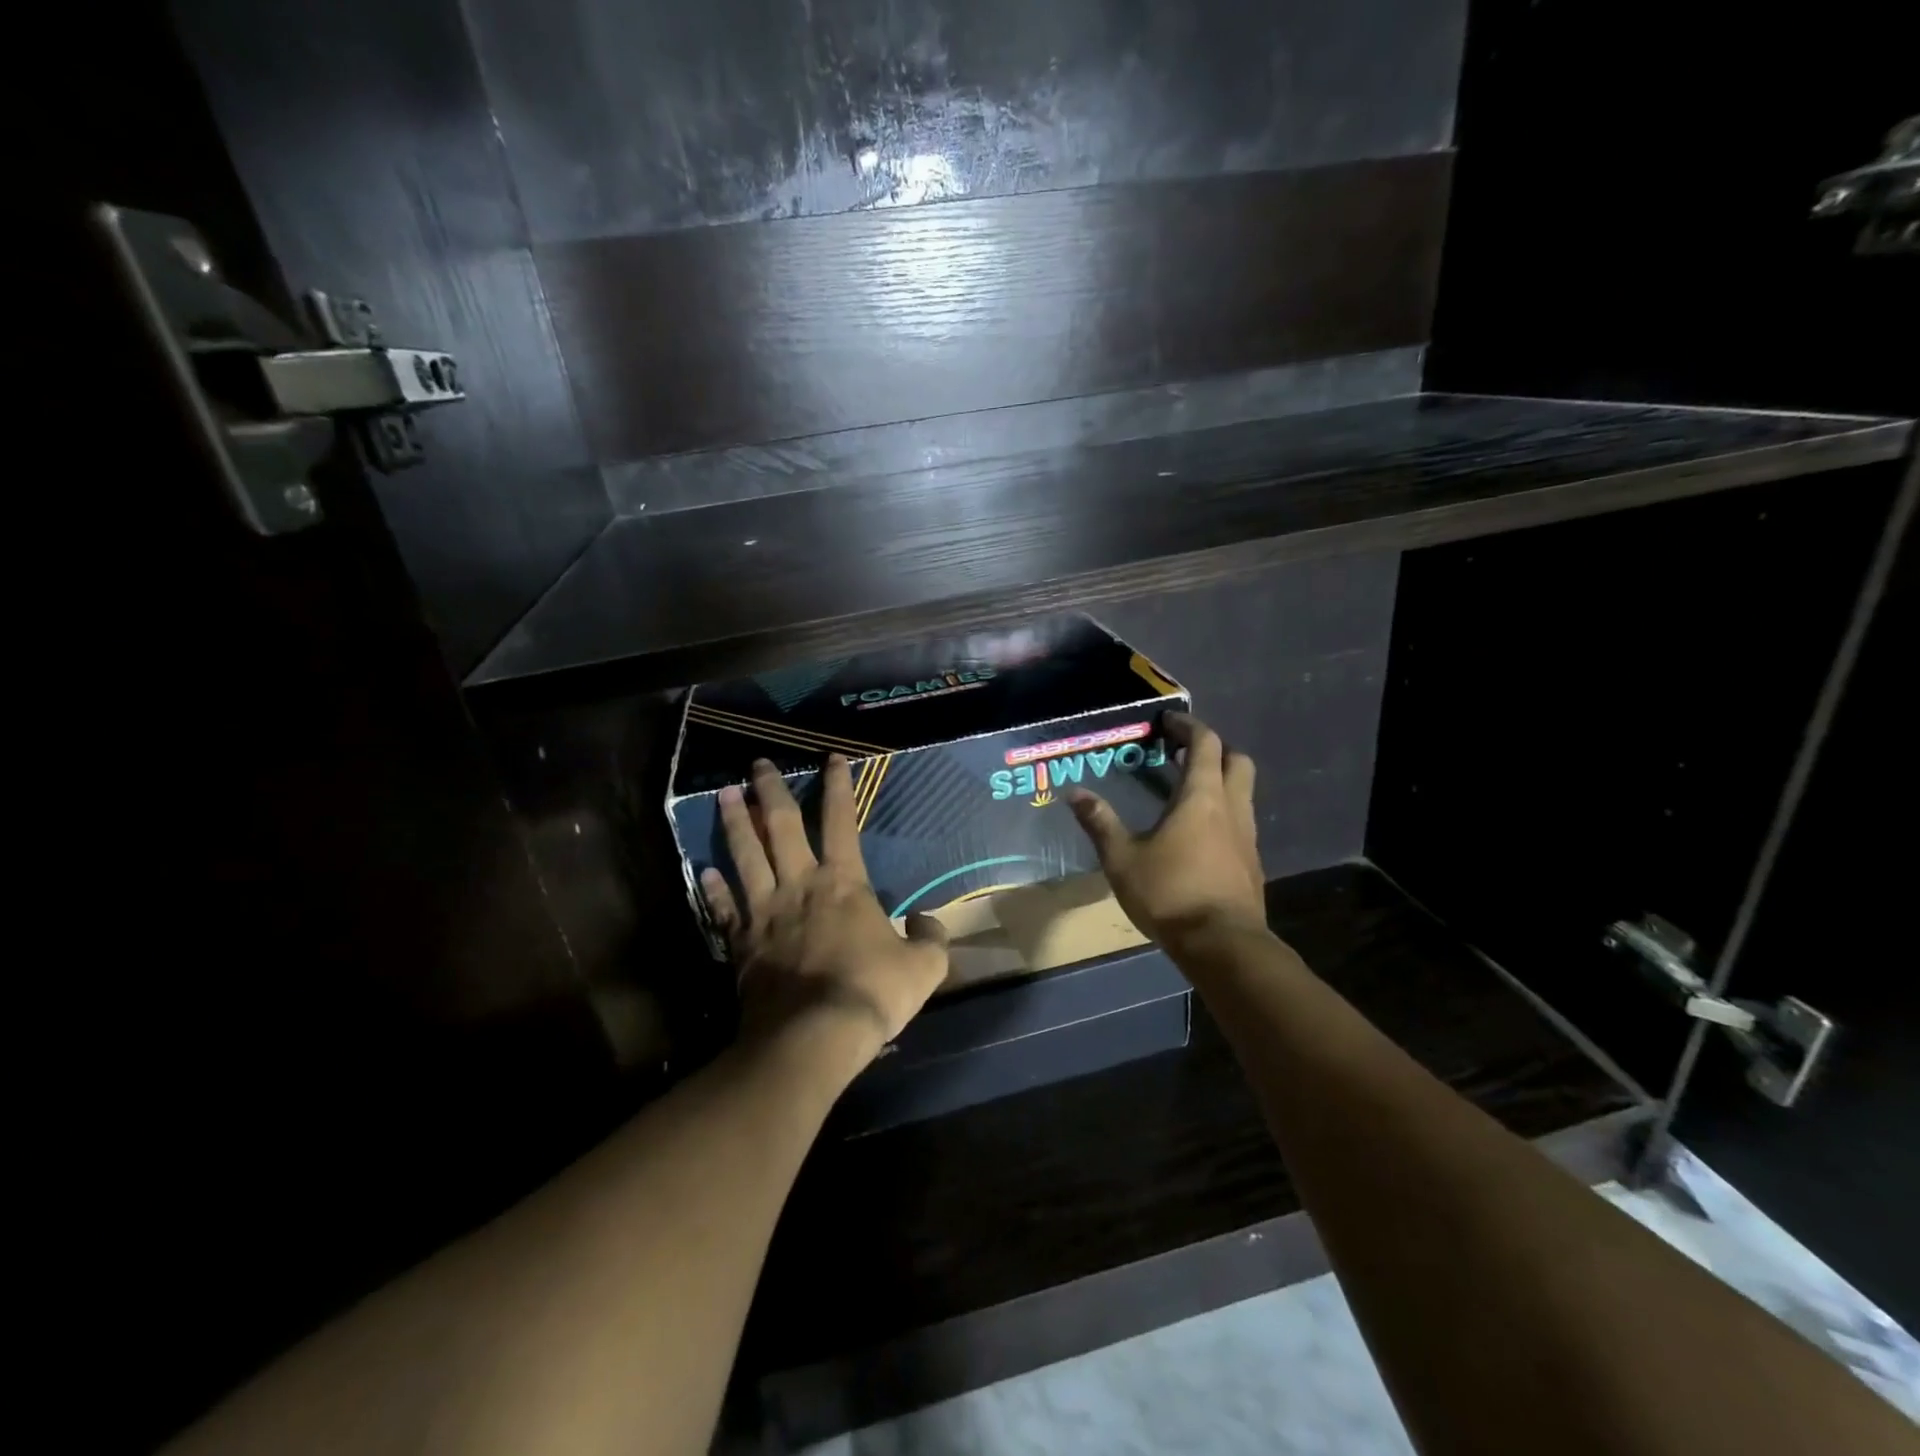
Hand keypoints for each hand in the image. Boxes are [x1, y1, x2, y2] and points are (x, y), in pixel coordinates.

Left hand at [701, 755, 949, 1075]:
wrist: (813, 1037)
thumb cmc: (871, 993)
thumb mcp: (923, 967)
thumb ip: (931, 939)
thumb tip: (927, 922)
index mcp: (843, 883)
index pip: (841, 821)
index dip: (837, 787)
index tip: (831, 758)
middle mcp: (799, 886)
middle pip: (779, 828)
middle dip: (770, 792)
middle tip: (757, 764)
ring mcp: (765, 913)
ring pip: (745, 857)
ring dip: (734, 824)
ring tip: (724, 795)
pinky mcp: (741, 944)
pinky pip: (724, 908)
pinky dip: (713, 887)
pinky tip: (704, 870)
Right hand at [1066, 712, 1266, 947]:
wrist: (1222, 943)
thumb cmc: (1170, 893)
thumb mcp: (1122, 858)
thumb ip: (1100, 823)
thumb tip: (1074, 794)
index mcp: (1201, 797)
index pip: (1205, 744)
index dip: (1188, 727)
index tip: (1168, 722)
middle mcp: (1232, 808)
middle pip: (1236, 760)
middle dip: (1213, 749)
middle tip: (1183, 753)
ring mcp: (1247, 836)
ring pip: (1243, 791)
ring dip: (1221, 780)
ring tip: (1188, 790)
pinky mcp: (1252, 862)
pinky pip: (1242, 821)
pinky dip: (1224, 811)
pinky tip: (1200, 833)